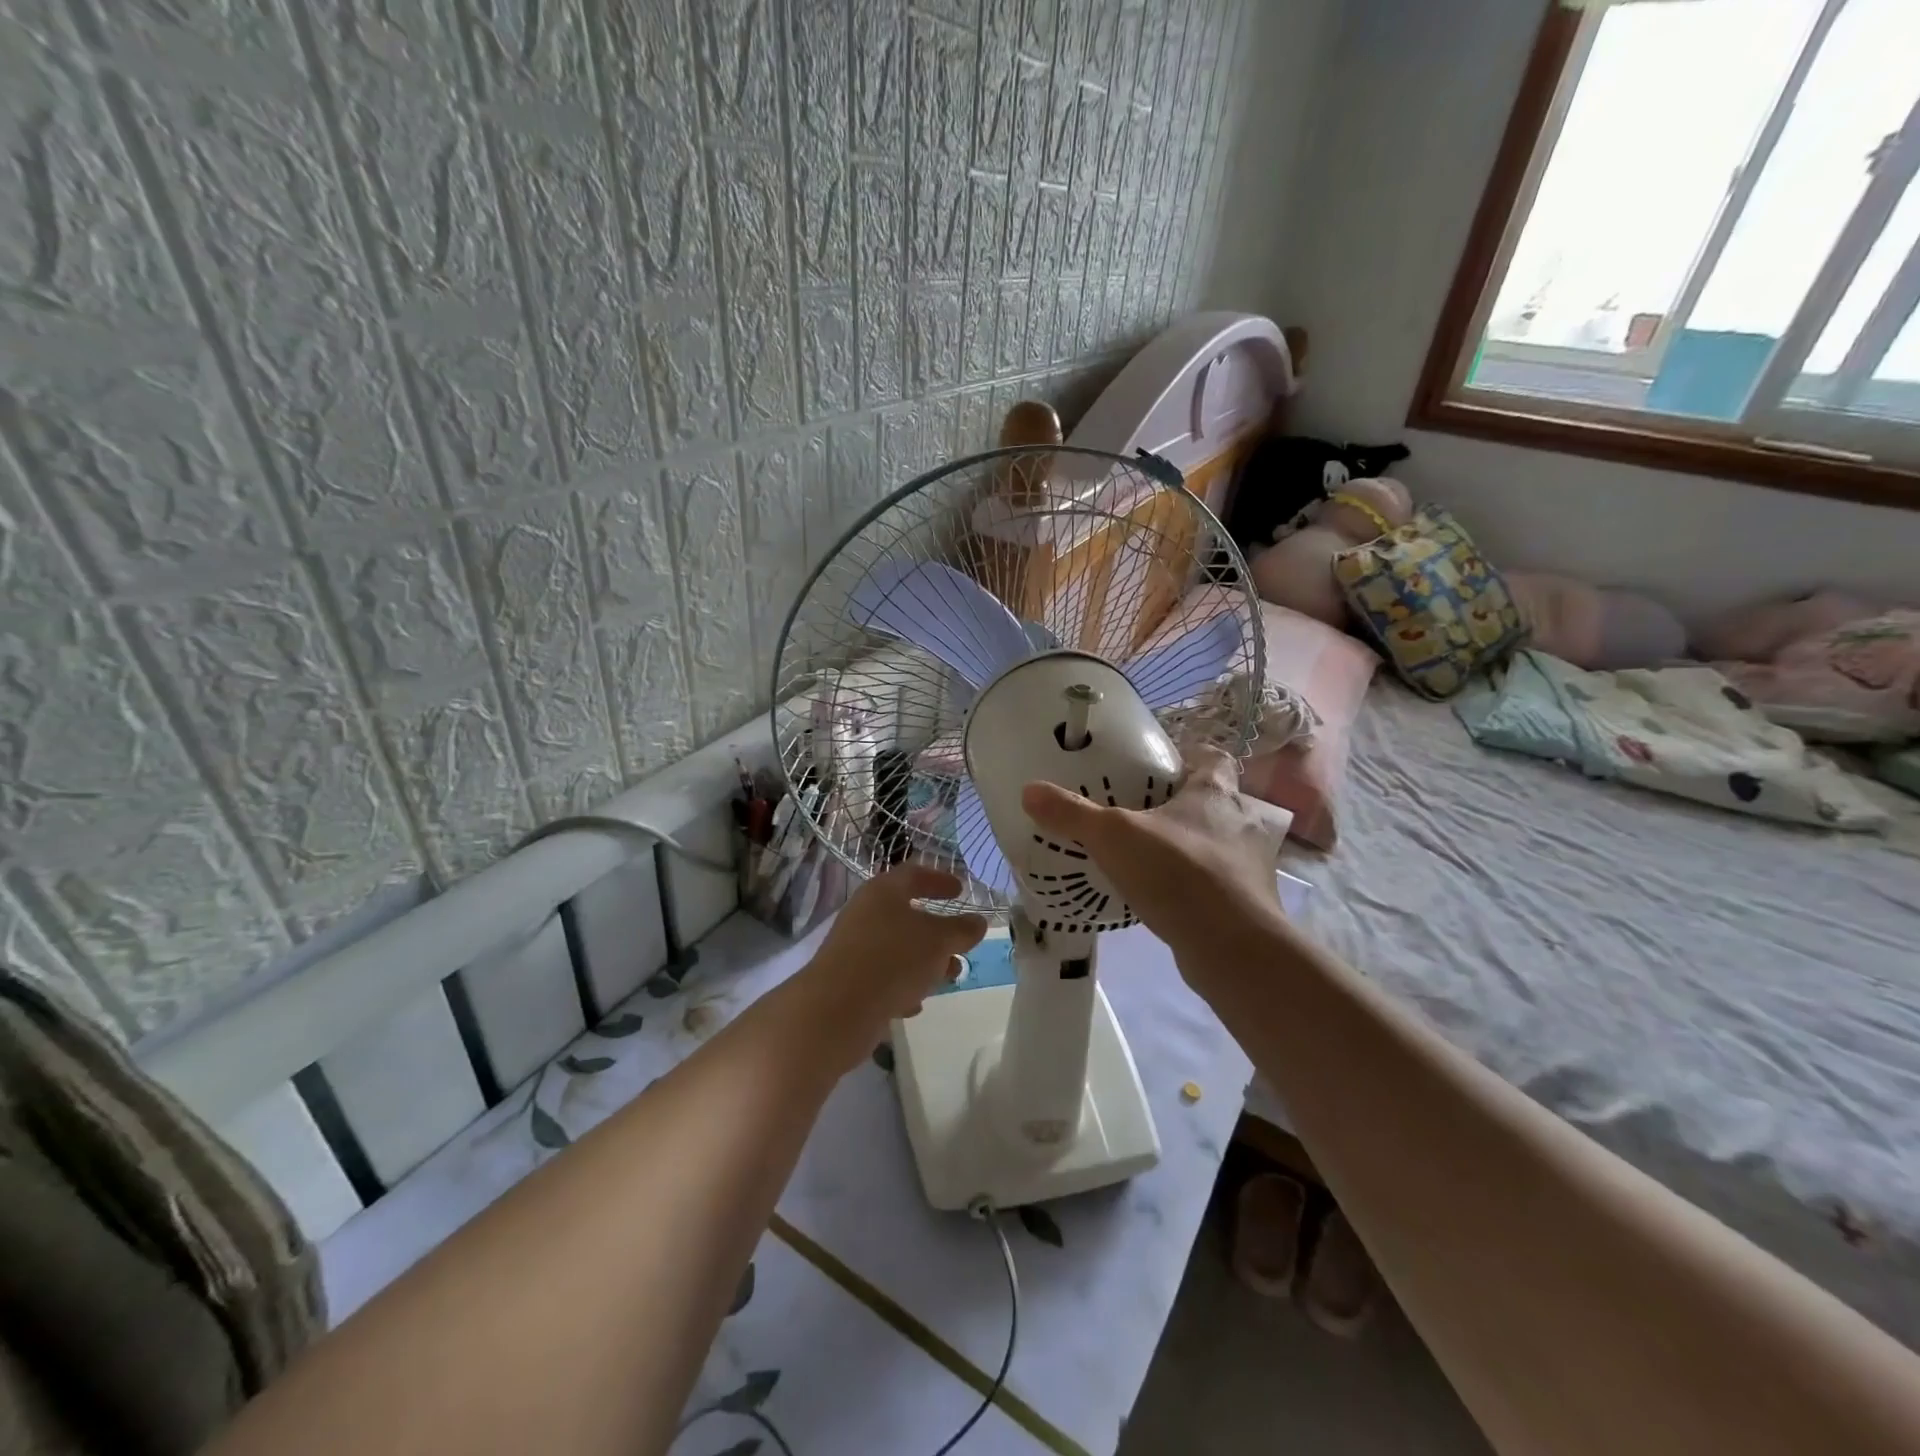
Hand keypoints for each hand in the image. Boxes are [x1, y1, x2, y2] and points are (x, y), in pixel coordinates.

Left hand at [799, 865, 987, 1058]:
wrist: (836, 1010)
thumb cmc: (893, 960)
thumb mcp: (939, 942)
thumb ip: (962, 930)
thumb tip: (978, 922)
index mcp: (884, 891)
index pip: (914, 874)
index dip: (940, 880)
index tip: (961, 890)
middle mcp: (865, 913)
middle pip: (906, 914)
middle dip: (938, 931)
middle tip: (961, 943)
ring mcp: (854, 947)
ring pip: (897, 948)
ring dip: (924, 961)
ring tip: (949, 978)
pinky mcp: (848, 979)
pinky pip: (883, 975)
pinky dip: (903, 984)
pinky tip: (915, 1004)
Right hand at [1021, 747, 1288, 970]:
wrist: (1233, 947)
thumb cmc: (1178, 873)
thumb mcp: (1114, 836)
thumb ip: (1073, 813)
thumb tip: (1029, 790)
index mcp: (1216, 793)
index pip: (1214, 759)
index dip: (1191, 757)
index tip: (1163, 767)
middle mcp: (1241, 823)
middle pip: (1218, 802)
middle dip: (1187, 805)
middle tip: (1146, 814)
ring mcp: (1250, 866)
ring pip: (1220, 844)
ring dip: (1193, 847)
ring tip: (1152, 856)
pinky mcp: (1248, 904)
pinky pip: (1218, 884)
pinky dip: (1195, 886)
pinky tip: (1164, 897)